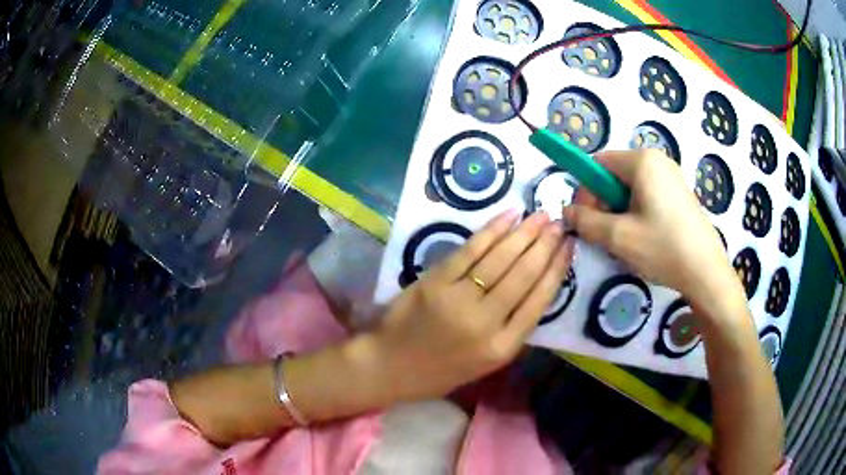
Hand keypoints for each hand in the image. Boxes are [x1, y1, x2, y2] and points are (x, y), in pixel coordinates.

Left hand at [369, 209, 573, 401]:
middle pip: (524, 275)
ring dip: (524, 233)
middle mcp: (486, 323)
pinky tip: (508, 217)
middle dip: (545, 245)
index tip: (569, 247)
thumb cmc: (438, 371)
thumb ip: (511, 332)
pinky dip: (491, 231)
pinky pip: (470, 252)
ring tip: (541, 216)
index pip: (539, 301)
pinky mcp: (435, 282)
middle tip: (558, 223)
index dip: (557, 269)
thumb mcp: (484, 364)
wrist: (388, 367)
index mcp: (502, 348)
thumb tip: (535, 290)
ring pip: (501, 259)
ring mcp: (459, 300)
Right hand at [562, 150, 741, 314]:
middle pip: (615, 174)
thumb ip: (586, 221)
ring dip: (620, 211)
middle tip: (607, 234)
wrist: (706, 272)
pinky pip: (648, 195)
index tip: (586, 219)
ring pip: (631, 187)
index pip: (598, 163)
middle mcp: (658, 160)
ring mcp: (672, 176)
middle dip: (604, 203)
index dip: (586, 190)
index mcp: (642, 161)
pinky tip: (645, 238)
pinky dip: (638, 213)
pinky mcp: (679, 193)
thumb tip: (567, 211)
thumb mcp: (618, 237)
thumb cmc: (663, 248)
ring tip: (627, 240)